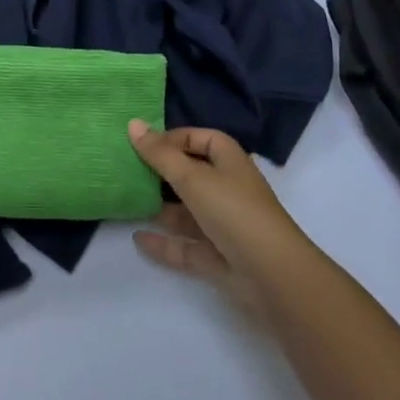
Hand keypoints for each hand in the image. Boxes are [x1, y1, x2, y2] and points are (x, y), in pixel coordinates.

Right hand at [127, 120, 316, 320]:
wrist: (273, 276)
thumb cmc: (234, 211)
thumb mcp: (193, 177)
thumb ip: (160, 154)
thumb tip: (132, 123)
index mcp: (229, 162)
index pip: (201, 138)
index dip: (174, 138)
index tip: (143, 144)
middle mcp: (228, 189)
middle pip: (191, 174)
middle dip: (162, 173)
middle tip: (127, 170)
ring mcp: (224, 225)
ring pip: (187, 211)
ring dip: (160, 208)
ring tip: (127, 202)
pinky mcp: (219, 257)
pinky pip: (186, 246)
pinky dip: (164, 243)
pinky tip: (138, 240)